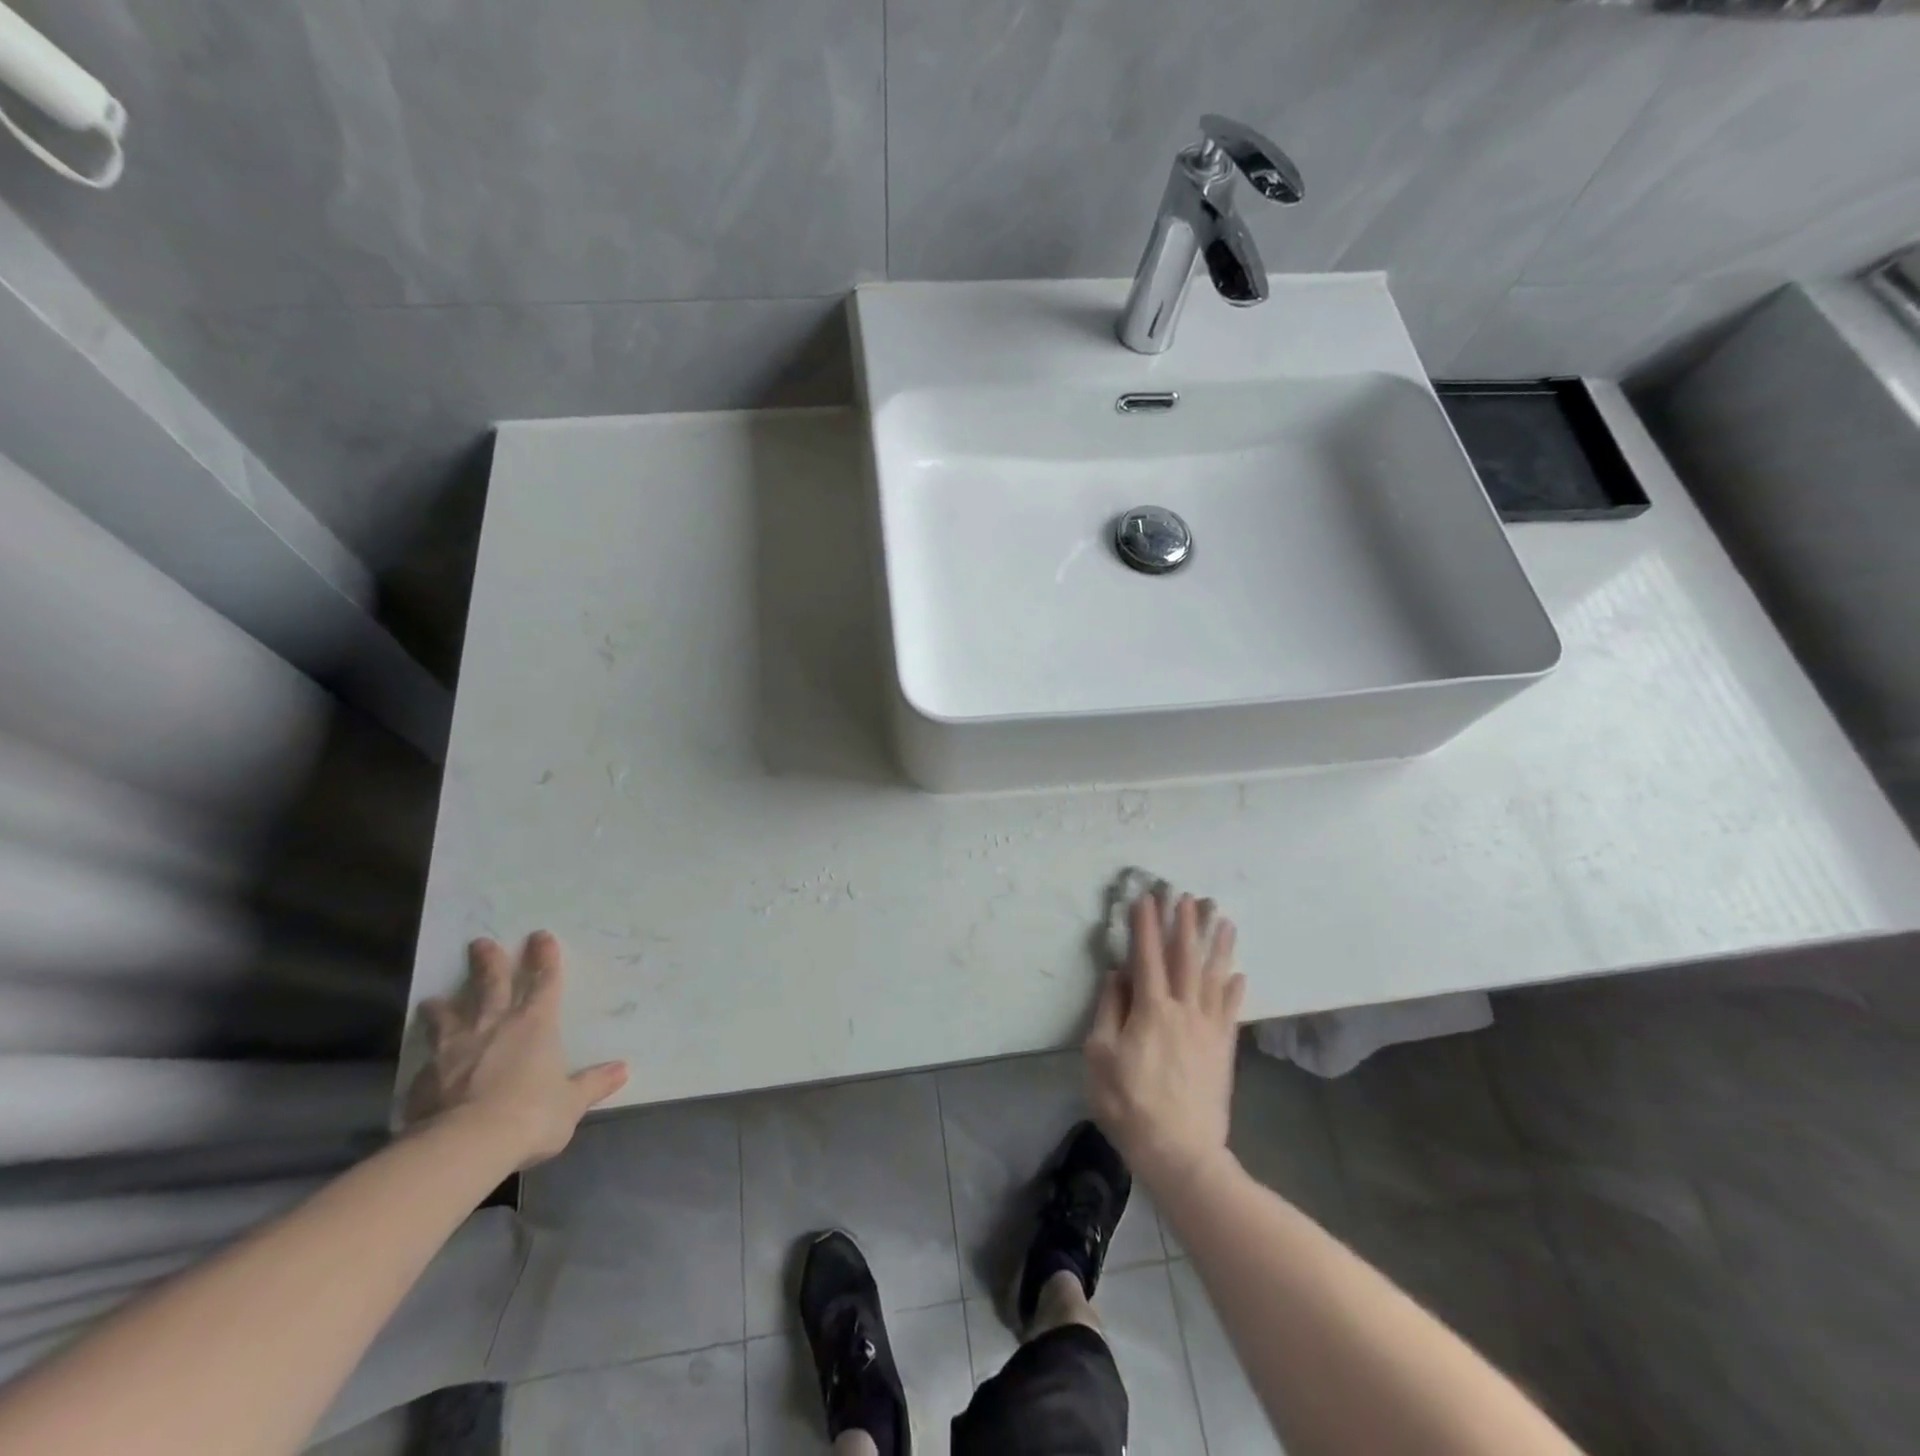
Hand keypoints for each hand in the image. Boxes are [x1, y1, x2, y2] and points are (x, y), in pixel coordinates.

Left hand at [404, 931, 628, 1168]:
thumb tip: (623, 1069)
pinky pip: (427, 1059)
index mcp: (535, 1025)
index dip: (545, 958)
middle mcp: (494, 1026)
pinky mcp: (425, 1077)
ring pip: (449, 1017)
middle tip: (480, 943)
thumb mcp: (571, 1102)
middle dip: (488, 962)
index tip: (540, 936)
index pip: (544, 982)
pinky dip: (428, 1056)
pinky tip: (424, 1062)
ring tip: (433, 1000)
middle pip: (491, 985)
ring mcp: (455, 1049)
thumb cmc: (531, 1114)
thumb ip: (593, 1084)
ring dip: (443, 1006)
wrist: (466, 1144)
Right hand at [1085, 891, 1245, 1189]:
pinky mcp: (1224, 1050)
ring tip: (1222, 918)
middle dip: (1185, 924)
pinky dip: (1235, 989)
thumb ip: (1109, 1011)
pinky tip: (1239, 973)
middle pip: (1186, 958)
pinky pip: (1231, 1011)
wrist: (1181, 1152)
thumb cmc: (1129, 1103)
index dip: (1146, 925)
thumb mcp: (1100, 1056)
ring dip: (1217, 945)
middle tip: (1188, 895)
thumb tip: (1117, 975)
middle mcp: (1184, 1010)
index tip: (1146, 897)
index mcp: (1151, 1009)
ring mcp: (1209, 1029)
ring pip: (1215, 977)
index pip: (1147, 956)